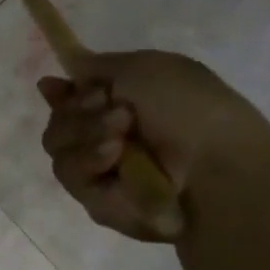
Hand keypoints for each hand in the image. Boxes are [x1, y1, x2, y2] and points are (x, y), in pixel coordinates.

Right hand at [38, 50, 269, 241]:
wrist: (215, 168)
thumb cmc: (191, 109)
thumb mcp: (145, 67)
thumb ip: (95, 67)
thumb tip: (53, 81)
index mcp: (121, 106)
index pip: (70, 99)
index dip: (60, 93)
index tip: (55, 86)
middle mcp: (106, 138)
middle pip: (57, 121)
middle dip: (78, 111)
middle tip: (117, 113)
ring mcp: (99, 171)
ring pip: (57, 146)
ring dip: (85, 134)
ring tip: (120, 138)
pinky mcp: (95, 201)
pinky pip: (69, 174)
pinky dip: (89, 160)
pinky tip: (114, 158)